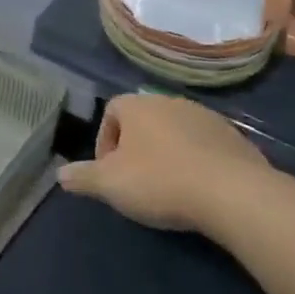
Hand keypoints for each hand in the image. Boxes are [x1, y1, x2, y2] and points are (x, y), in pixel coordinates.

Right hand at [58, 94, 272, 232]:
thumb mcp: (110, 184)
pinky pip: (205, 146)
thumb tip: (60, 175)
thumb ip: (83, 177)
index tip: (107, 171)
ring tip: (167, 187)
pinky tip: (198, 189)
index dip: (104, 140)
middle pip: (144, 120)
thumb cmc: (160, 181)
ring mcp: (206, 117)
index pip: (111, 111)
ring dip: (167, 153)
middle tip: (135, 181)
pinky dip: (196, 162)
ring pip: (175, 131)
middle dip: (136, 147)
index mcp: (138, 106)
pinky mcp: (234, 137)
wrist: (232, 192)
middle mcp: (170, 101)